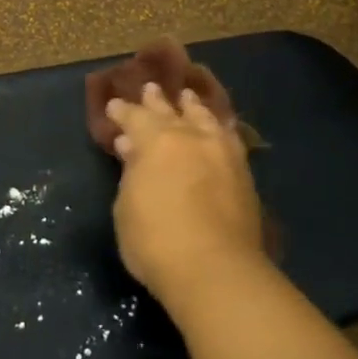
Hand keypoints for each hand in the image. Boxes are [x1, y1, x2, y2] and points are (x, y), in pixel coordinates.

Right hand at [107, 82, 267, 318]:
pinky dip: (219, 129)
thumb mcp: (126, 208)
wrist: (216, 270)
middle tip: (150, 88)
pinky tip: (219, 130)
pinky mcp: (244, 174)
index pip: (134, 117)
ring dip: (193, 108)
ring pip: (205, 119)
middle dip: (157, 101)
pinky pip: (229, 138)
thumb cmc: (156, 241)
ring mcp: (221, 153)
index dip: (121, 111)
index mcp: (155, 141)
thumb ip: (131, 174)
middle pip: (171, 111)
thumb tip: (132, 149)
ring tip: (188, 99)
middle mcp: (190, 137)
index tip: (114, 106)